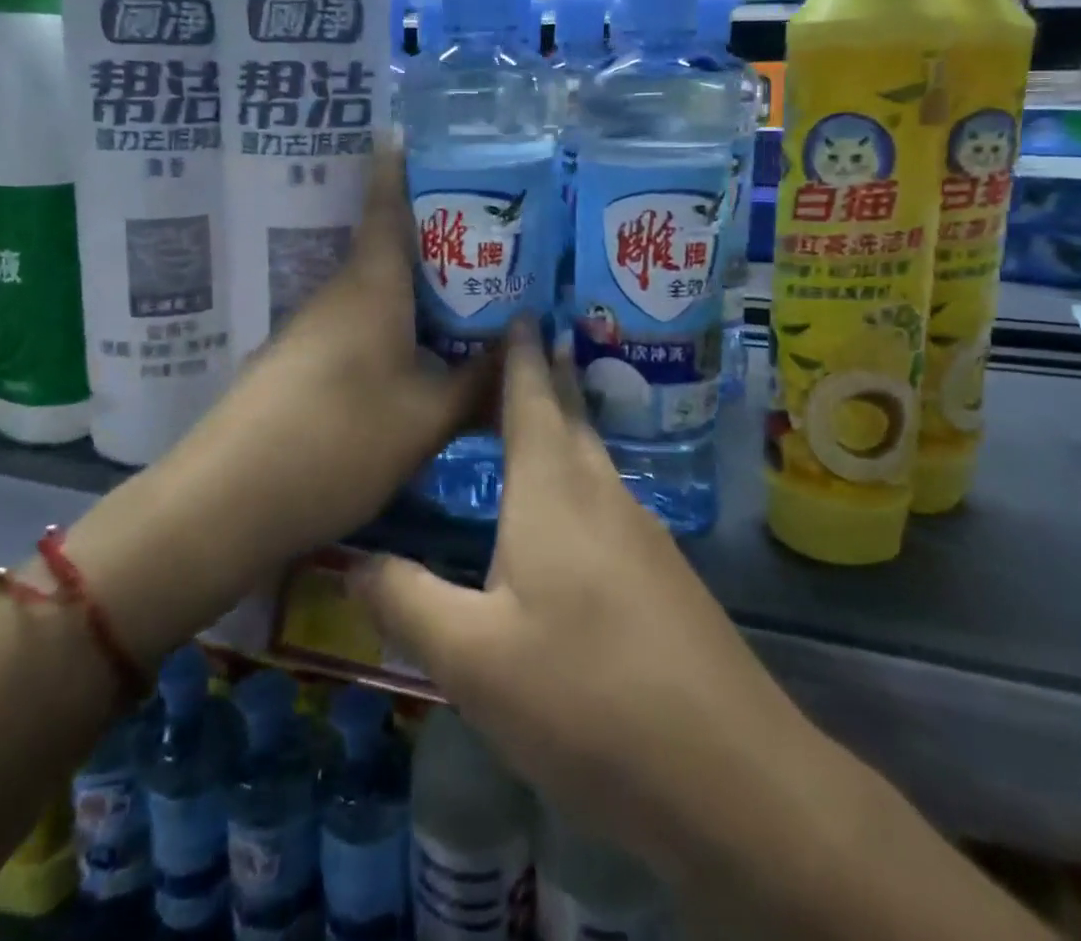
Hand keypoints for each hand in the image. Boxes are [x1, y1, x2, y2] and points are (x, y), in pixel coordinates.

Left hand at [179, 148, 497, 564]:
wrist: (228, 502)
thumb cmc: (338, 441)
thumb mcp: (426, 418)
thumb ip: (479, 383)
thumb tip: (525, 347)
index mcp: (371, 286)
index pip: (386, 205)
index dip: (399, 166)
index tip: (410, 129)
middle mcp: (339, 295)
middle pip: (389, 249)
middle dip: (437, 239)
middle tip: (494, 238)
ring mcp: (313, 331)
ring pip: (377, 294)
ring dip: (419, 291)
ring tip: (473, 298)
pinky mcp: (300, 366)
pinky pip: (360, 329)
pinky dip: (395, 329)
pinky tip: (423, 356)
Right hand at [354, 324, 818, 881]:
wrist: (731, 775)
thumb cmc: (587, 697)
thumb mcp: (472, 659)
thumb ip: (405, 601)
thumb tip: (350, 559)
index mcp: (553, 489)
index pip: (531, 394)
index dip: (519, 350)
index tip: (514, 305)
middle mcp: (601, 492)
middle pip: (567, 413)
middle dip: (540, 374)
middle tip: (511, 341)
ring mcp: (640, 531)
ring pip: (590, 455)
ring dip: (560, 422)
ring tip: (526, 412)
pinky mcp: (661, 573)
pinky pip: (605, 495)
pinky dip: (575, 473)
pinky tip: (562, 507)